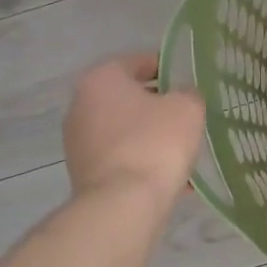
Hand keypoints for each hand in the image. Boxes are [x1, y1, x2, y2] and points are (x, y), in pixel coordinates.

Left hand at [62, 53, 205, 201]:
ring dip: (149, 136)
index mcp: (102, 79)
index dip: (168, 68)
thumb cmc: (155, 143)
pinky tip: (167, 176)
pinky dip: (141, 160)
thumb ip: (188, 94)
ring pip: (124, 130)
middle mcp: (81, 105)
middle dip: (157, 106)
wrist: (123, 204)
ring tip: (180, 150)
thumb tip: (181, 98)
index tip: (188, 82)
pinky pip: (120, 157)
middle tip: (187, 116)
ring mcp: (77, 141)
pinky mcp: (82, 171)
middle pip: (128, 97)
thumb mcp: (187, 108)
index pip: (139, 62)